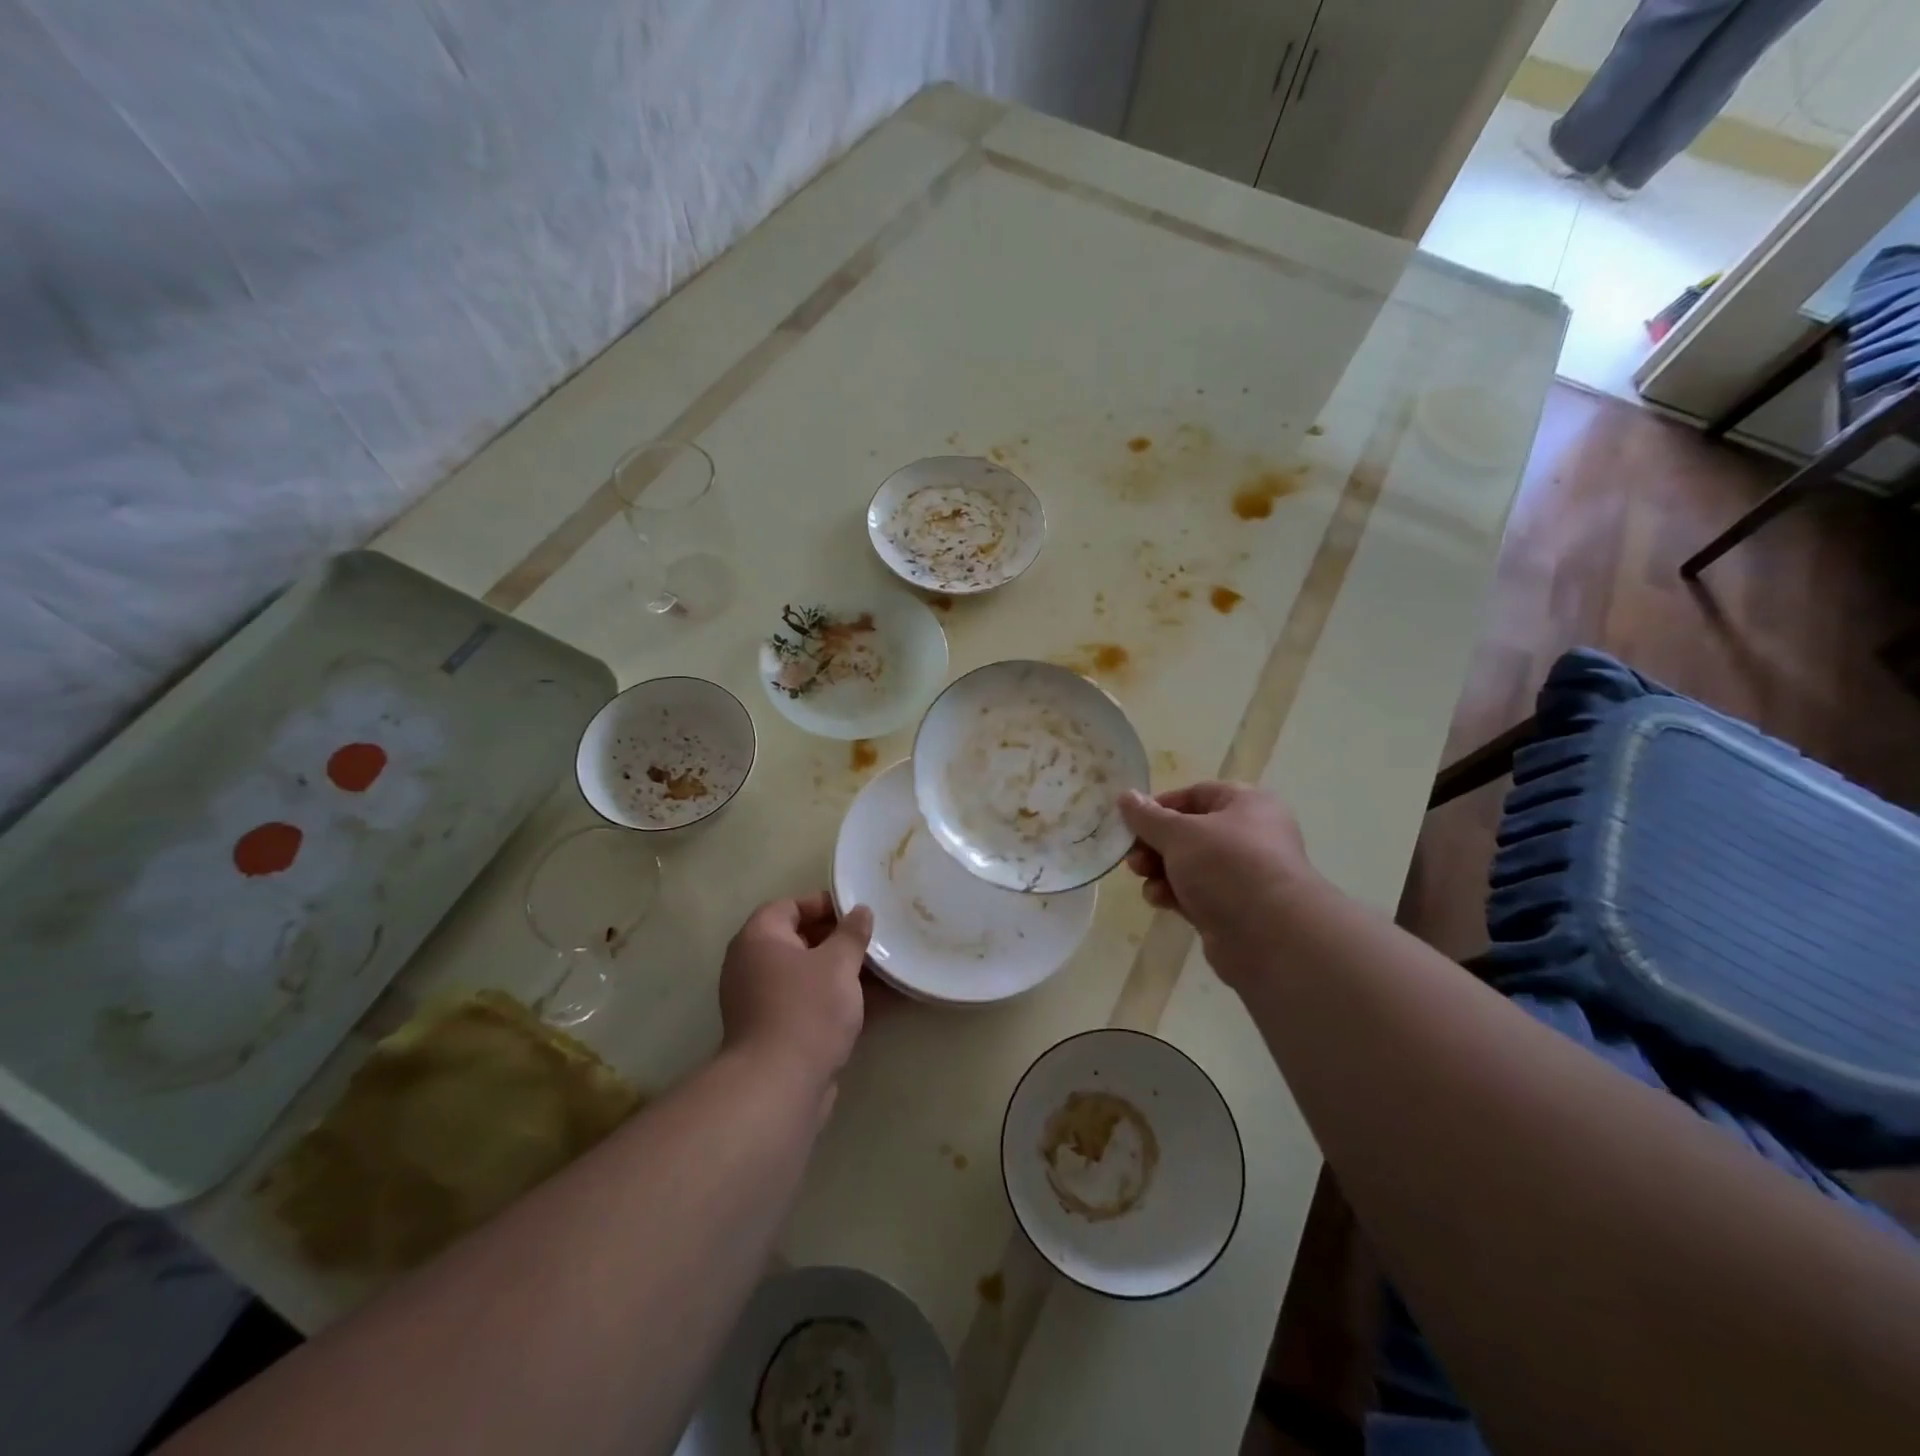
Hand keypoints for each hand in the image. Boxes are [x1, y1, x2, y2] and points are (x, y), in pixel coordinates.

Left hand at [719, 894, 873, 1087]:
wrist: (780, 1086)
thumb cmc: (807, 1009)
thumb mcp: (838, 963)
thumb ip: (852, 933)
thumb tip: (861, 911)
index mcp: (759, 939)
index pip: (789, 906)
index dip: (823, 905)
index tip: (857, 912)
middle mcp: (754, 967)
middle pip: (801, 942)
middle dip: (841, 941)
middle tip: (875, 941)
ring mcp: (764, 1003)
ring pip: (811, 977)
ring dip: (846, 974)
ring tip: (888, 971)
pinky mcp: (779, 1034)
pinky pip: (813, 1005)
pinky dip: (841, 1002)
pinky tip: (883, 1003)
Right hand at [1119, 782, 1321, 983]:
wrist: (1271, 936)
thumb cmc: (1227, 866)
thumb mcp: (1180, 833)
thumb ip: (1148, 817)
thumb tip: (1126, 796)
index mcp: (1248, 805)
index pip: (1197, 794)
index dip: (1161, 805)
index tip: (1132, 821)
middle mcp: (1250, 836)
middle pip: (1190, 832)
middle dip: (1155, 843)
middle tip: (1132, 855)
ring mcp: (1243, 876)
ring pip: (1190, 866)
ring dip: (1160, 870)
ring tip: (1142, 877)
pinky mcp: (1233, 910)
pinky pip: (1196, 894)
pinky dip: (1174, 894)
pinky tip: (1159, 901)